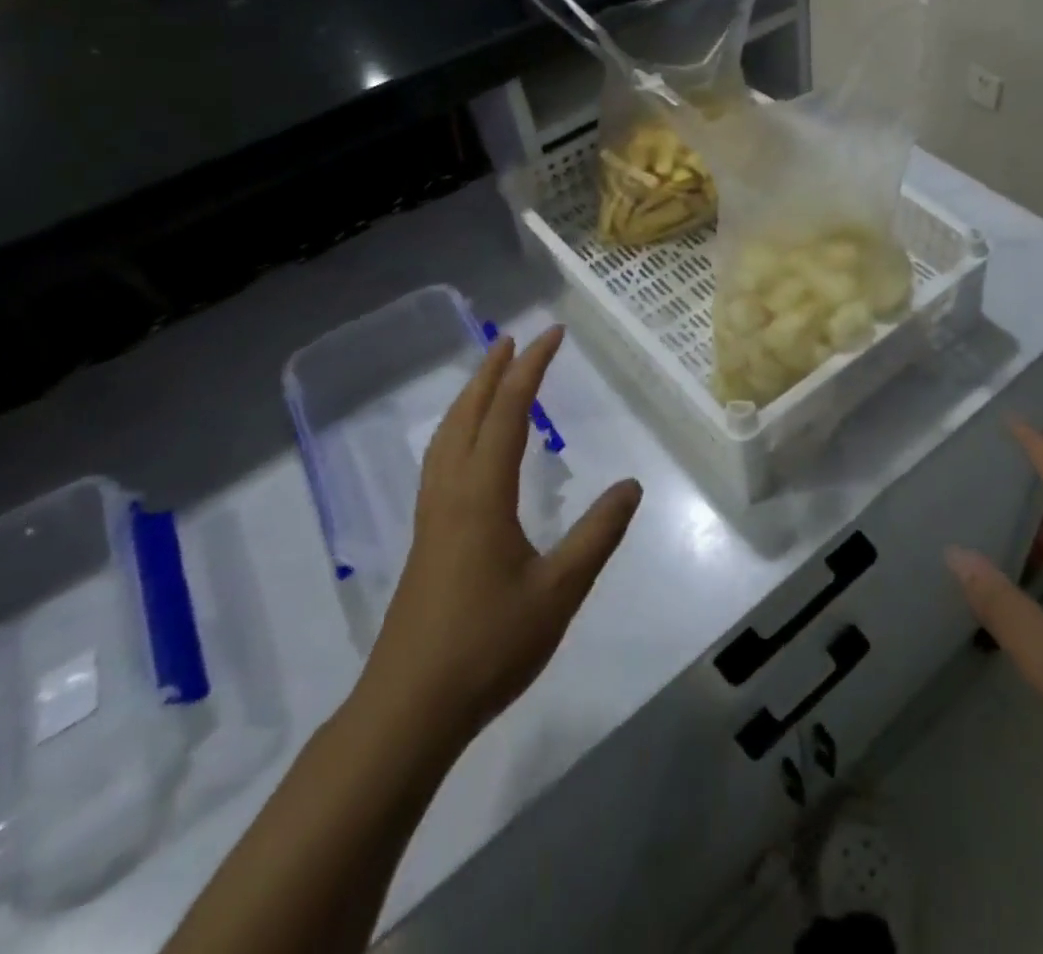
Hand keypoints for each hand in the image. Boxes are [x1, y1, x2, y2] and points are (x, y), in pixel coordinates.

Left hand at [361, 326, 642, 746]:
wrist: (410, 708)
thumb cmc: (489, 644)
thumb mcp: (559, 590)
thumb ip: (597, 534)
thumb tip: (632, 485)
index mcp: (482, 494)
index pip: (507, 412)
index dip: (531, 368)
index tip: (551, 334)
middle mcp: (451, 492)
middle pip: (467, 413)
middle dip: (491, 371)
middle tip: (514, 338)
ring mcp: (432, 516)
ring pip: (446, 436)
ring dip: (469, 397)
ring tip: (490, 377)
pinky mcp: (427, 538)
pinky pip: (441, 460)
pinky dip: (458, 430)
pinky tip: (469, 448)